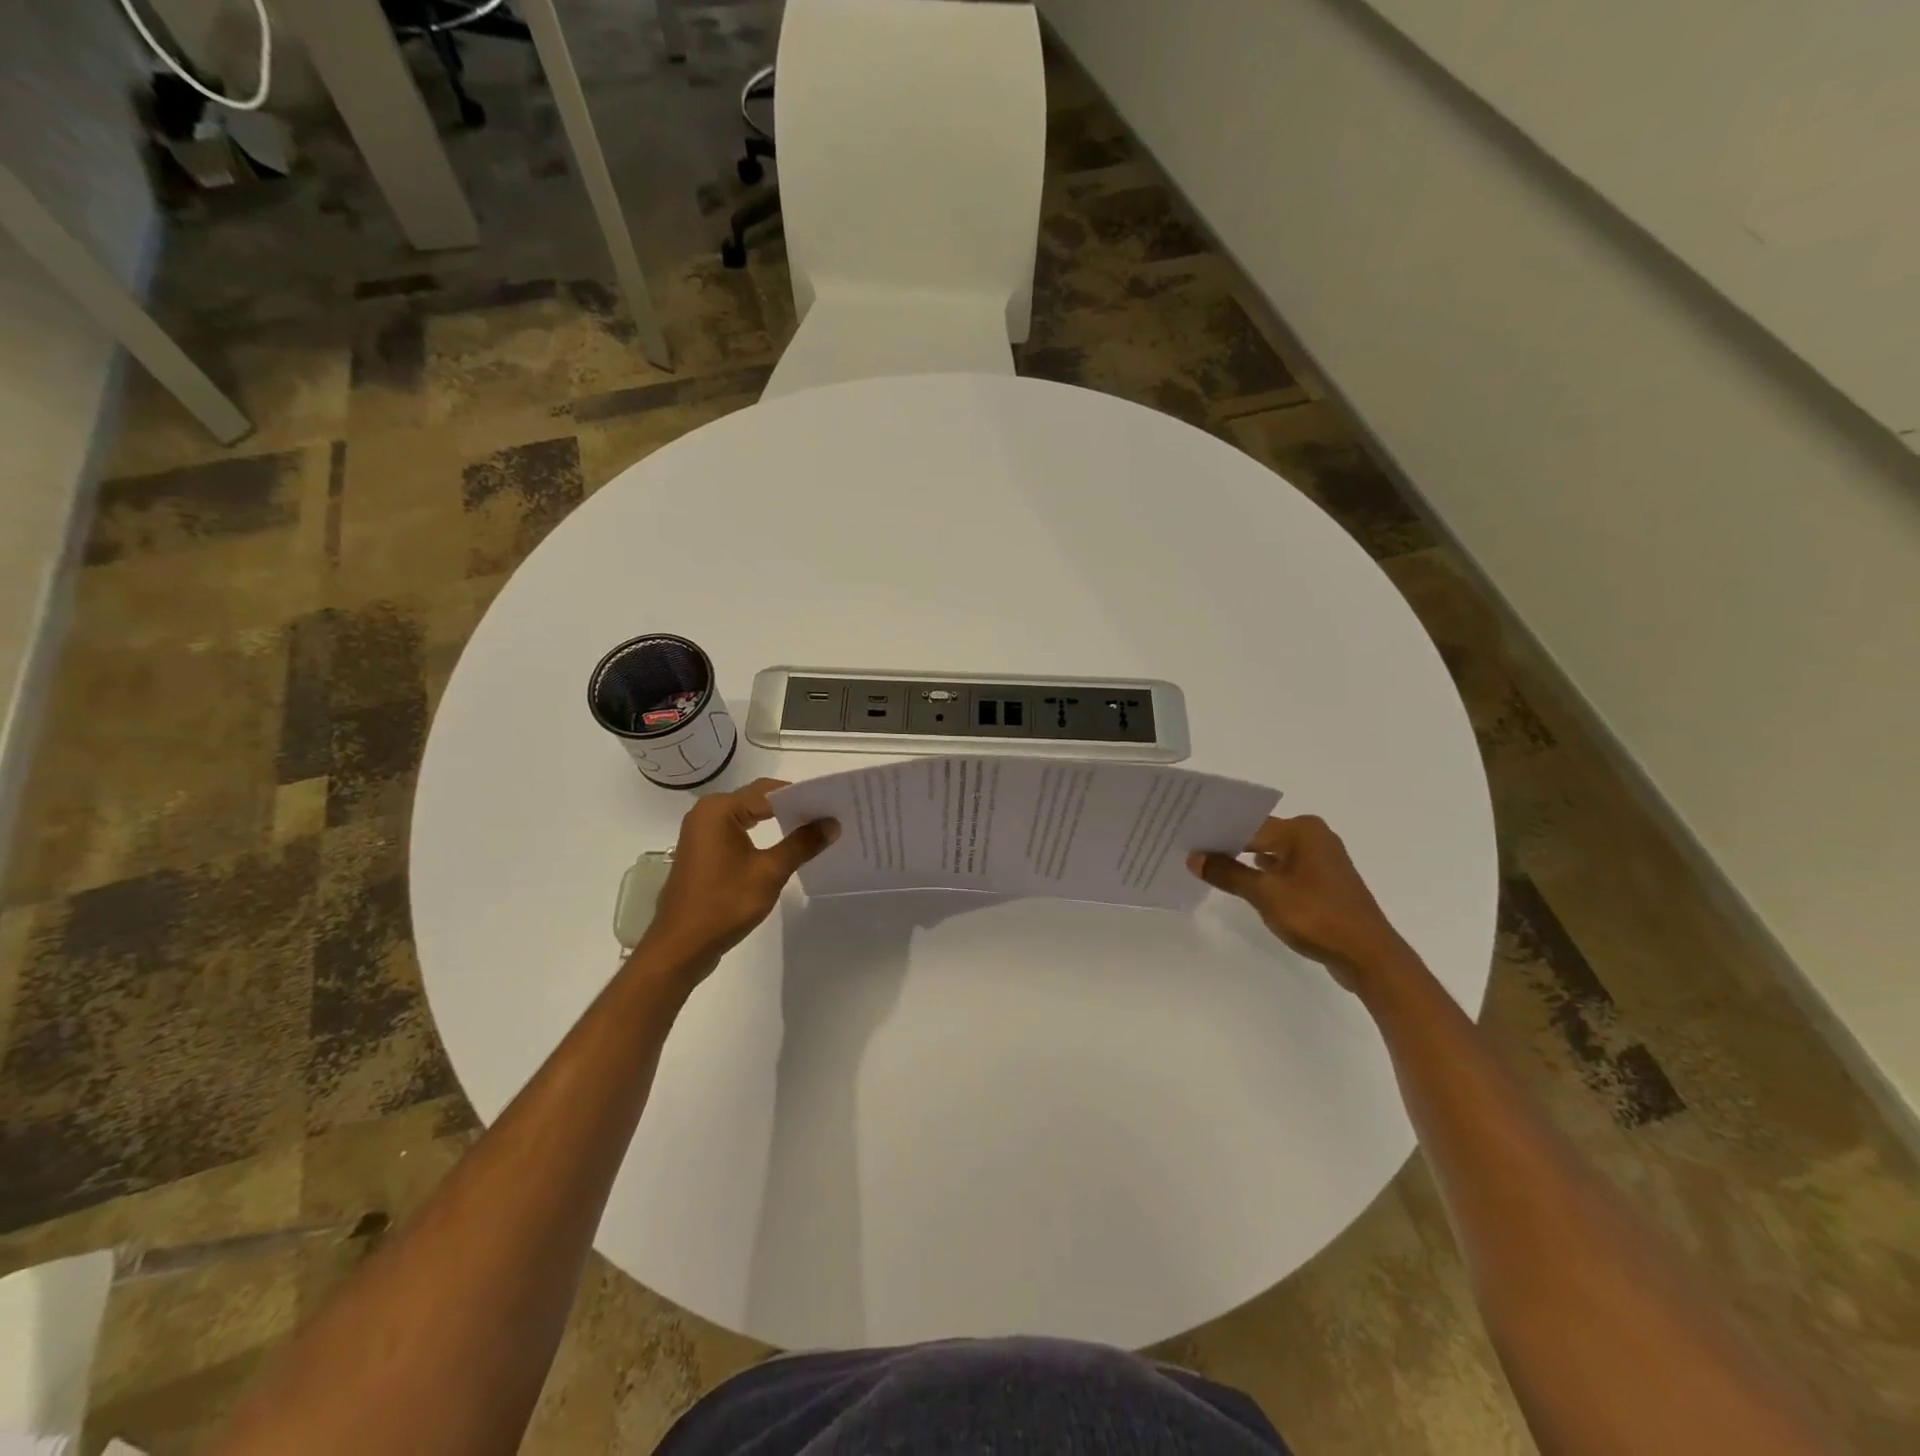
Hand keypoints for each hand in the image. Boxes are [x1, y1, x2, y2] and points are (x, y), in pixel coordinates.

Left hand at [637, 778, 838, 984]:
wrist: (680, 947)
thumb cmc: (723, 904)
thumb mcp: (769, 872)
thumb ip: (802, 844)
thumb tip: (832, 823)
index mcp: (719, 809)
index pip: (770, 790)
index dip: (803, 796)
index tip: (833, 804)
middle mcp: (707, 812)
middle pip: (758, 799)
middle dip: (793, 806)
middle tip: (829, 815)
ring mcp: (702, 832)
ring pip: (749, 815)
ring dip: (779, 820)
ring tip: (814, 829)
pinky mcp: (704, 851)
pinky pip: (739, 831)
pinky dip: (763, 834)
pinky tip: (786, 846)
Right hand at [1188, 816, 1409, 991]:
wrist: (1369, 957)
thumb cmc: (1317, 917)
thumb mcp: (1266, 894)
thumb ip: (1228, 873)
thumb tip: (1194, 857)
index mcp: (1302, 830)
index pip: (1249, 824)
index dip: (1217, 833)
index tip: (1185, 838)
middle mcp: (1313, 836)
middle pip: (1259, 835)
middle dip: (1228, 845)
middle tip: (1190, 851)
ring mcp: (1321, 860)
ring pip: (1271, 853)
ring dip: (1244, 861)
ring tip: (1208, 867)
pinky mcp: (1323, 882)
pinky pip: (1284, 869)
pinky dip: (1263, 875)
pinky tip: (1241, 883)